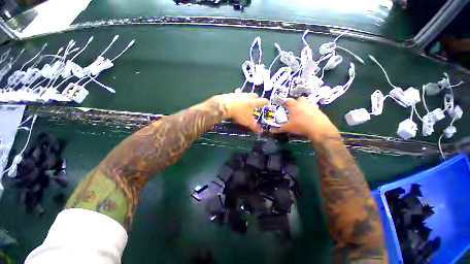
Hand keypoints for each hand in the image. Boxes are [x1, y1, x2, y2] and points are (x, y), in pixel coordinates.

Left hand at [212, 93, 268, 132]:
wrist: (225, 106)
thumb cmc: (239, 113)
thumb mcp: (247, 122)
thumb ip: (254, 126)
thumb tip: (260, 131)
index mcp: (254, 102)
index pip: (263, 101)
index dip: (266, 102)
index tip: (267, 103)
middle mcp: (248, 96)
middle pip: (255, 95)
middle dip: (257, 99)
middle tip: (256, 103)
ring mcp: (240, 94)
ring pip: (247, 95)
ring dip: (248, 98)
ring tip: (246, 103)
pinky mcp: (233, 94)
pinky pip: (238, 95)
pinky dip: (239, 98)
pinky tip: (237, 102)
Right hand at [272, 97, 336, 138]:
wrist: (319, 129)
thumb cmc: (300, 126)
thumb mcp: (288, 128)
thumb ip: (279, 129)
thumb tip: (271, 130)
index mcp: (294, 105)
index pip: (288, 100)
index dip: (284, 102)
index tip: (283, 105)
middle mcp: (304, 103)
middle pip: (299, 99)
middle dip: (296, 102)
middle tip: (293, 109)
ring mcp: (312, 106)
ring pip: (307, 103)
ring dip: (304, 106)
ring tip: (301, 113)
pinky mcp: (319, 111)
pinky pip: (313, 109)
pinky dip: (311, 111)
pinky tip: (309, 117)